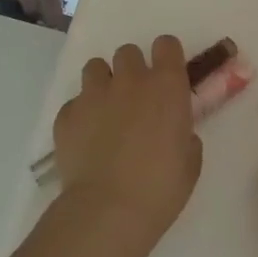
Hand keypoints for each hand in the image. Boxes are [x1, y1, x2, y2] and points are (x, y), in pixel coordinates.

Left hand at [50, 35, 202, 256]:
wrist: (107, 212)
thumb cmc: (160, 189)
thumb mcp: (190, 163)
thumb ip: (185, 135)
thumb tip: (176, 132)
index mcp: (166, 85)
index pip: (166, 44)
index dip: (166, 57)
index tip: (166, 76)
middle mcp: (130, 80)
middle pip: (128, 52)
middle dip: (131, 70)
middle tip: (135, 100)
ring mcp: (94, 94)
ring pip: (95, 68)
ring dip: (102, 84)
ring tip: (105, 113)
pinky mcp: (66, 115)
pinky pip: (74, 104)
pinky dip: (80, 116)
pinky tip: (85, 141)